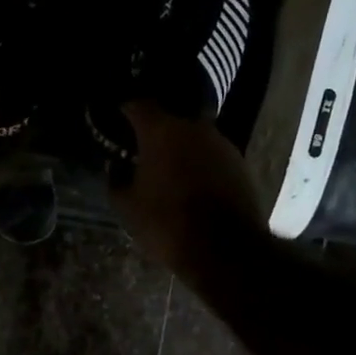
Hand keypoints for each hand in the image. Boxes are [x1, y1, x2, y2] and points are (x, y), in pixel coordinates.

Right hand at [110, 101, 265, 275]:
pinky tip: (192, 183)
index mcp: (161, 130)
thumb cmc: (167, 223)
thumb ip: (116, 178)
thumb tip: (116, 165)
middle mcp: (194, 127)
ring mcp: (221, 143)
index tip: (116, 118)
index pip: (137, 104)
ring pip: (193, 136)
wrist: (226, 250)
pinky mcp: (240, 163)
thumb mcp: (128, 206)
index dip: (124, 110)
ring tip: (167, 168)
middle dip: (154, 130)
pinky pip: (211, 154)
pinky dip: (199, 162)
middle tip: (141, 148)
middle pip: (169, 118)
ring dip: (180, 147)